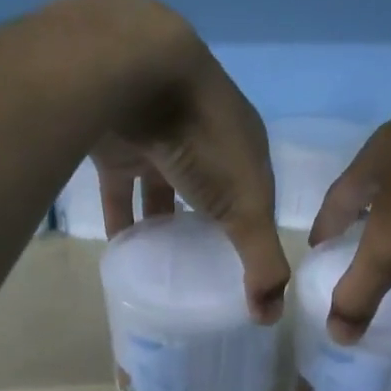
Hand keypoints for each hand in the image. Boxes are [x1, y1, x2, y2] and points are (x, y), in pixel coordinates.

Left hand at [65, 0, 289, 321]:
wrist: (134, 72)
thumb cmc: (204, 139)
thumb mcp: (246, 207)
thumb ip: (261, 260)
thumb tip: (272, 318)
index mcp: (244, 146)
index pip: (256, 193)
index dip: (254, 228)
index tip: (244, 266)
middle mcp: (205, 139)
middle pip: (210, 191)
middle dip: (208, 225)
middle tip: (200, 270)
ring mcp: (160, 138)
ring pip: (164, 190)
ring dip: (164, 224)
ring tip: (163, 267)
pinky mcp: (118, 145)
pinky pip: (122, 190)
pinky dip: (123, 217)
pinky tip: (122, 250)